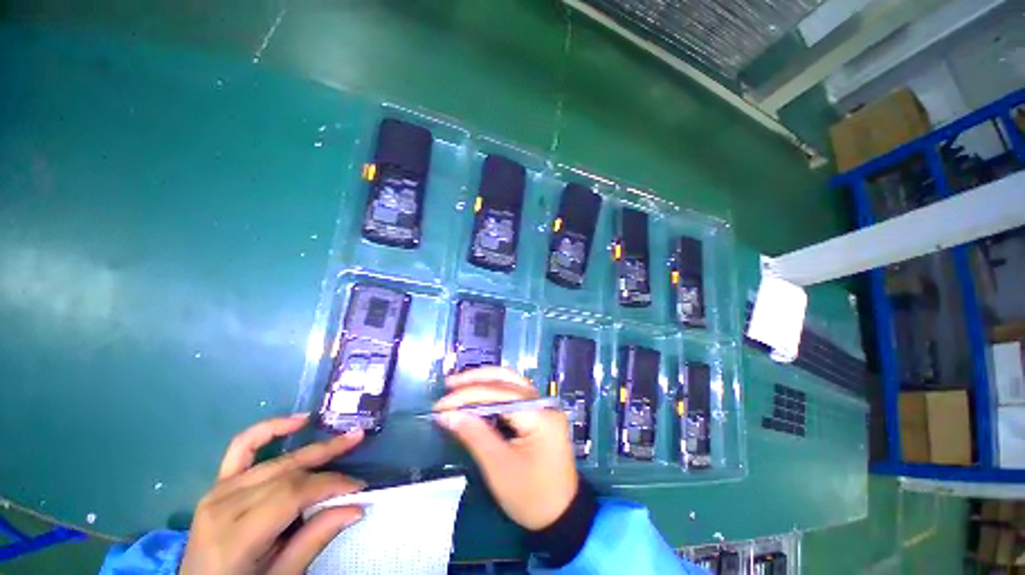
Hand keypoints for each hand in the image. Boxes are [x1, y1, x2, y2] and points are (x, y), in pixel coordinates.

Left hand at [180, 415, 365, 574]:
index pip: (292, 494)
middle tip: (358, 444)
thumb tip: (356, 508)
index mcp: (235, 536)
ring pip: (276, 461)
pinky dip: (270, 429)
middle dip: (327, 459)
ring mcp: (217, 491)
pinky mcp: (217, 485)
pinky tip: (297, 421)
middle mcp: (224, 506)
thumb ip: (314, 541)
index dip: (330, 485)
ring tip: (343, 435)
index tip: (359, 488)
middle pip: (286, 473)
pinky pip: (242, 447)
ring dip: (312, 446)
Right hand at [434, 367, 577, 530]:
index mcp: (539, 415)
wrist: (561, 515)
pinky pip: (514, 393)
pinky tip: (478, 395)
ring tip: (460, 385)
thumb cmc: (531, 496)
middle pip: (507, 379)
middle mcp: (543, 403)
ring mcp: (544, 406)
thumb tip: (448, 414)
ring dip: (485, 381)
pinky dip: (494, 391)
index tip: (441, 405)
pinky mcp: (539, 413)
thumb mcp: (499, 468)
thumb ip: (474, 435)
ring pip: (511, 382)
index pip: (498, 394)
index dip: (467, 395)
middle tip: (450, 384)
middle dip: (476, 379)